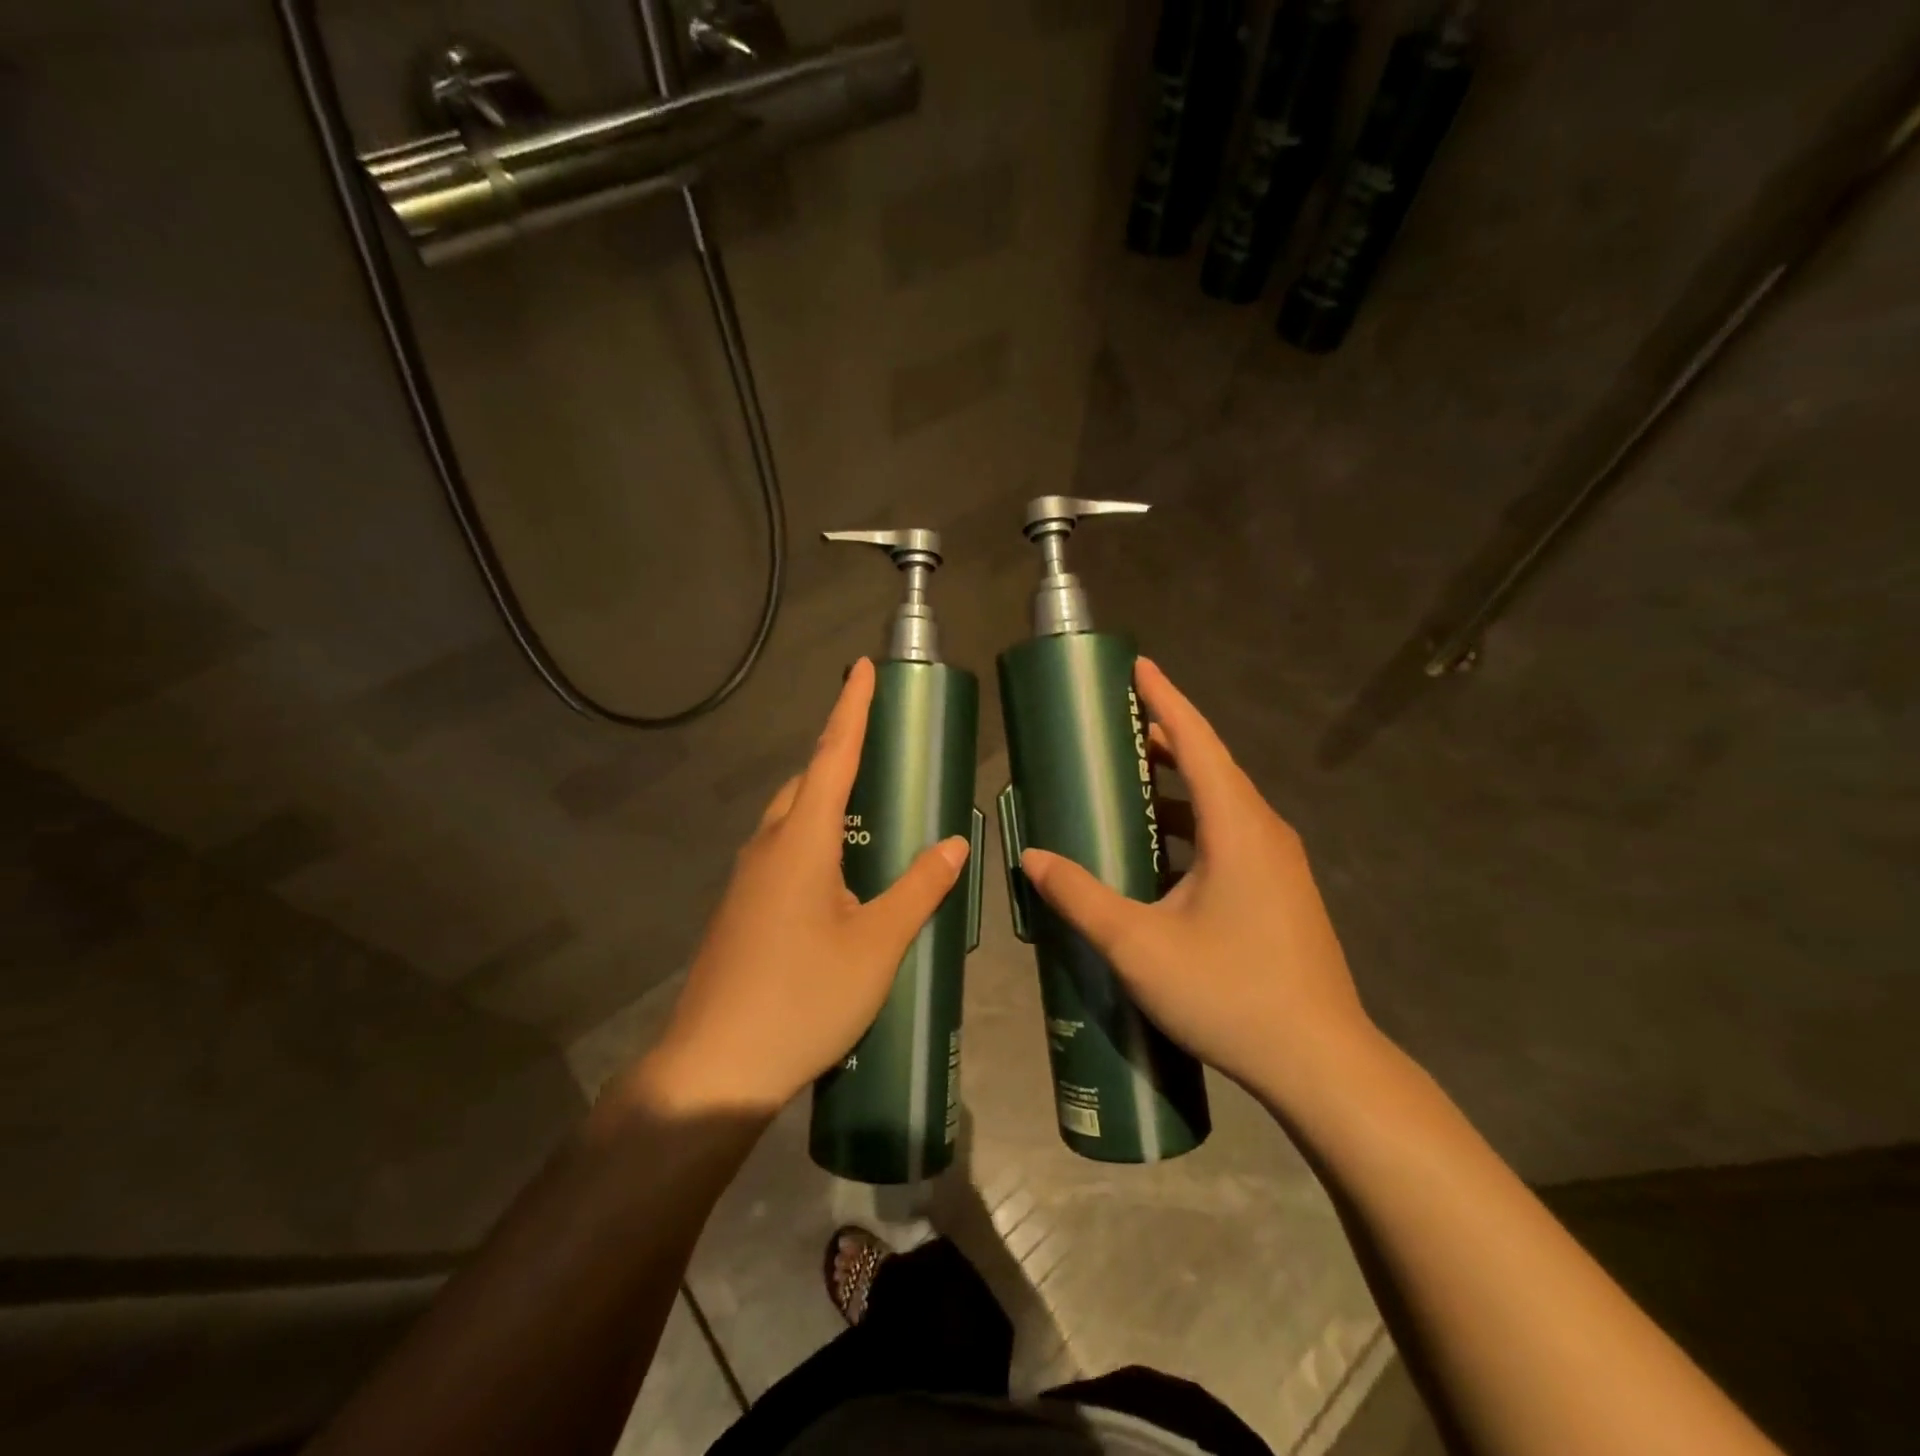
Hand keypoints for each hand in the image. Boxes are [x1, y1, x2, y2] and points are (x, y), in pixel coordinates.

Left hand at [643, 659, 969, 1115]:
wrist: (715, 1067)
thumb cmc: (803, 998)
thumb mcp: (877, 945)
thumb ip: (918, 889)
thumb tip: (956, 843)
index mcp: (801, 841)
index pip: (832, 755)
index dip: (851, 708)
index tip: (862, 666)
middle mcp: (767, 847)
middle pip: (805, 782)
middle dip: (838, 753)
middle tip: (878, 746)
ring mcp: (747, 879)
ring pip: (789, 818)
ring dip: (823, 798)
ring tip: (867, 807)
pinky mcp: (741, 909)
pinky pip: (781, 851)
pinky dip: (812, 838)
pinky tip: (837, 873)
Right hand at [1018, 659, 1376, 1105]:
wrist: (1322, 1064)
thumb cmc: (1230, 992)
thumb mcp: (1139, 945)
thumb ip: (1081, 897)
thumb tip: (1033, 858)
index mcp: (1238, 827)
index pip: (1198, 741)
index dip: (1166, 699)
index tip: (1137, 666)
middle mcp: (1265, 832)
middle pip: (1211, 766)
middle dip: (1164, 740)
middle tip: (1114, 727)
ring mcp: (1280, 864)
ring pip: (1222, 804)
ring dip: (1177, 786)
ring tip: (1128, 782)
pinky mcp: (1281, 892)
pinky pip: (1231, 836)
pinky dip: (1192, 825)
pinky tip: (1159, 852)